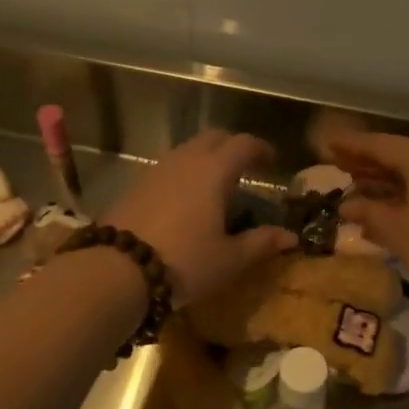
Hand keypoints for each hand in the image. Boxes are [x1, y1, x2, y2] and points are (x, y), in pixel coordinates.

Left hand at [107, 131, 296, 305]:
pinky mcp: (135, 184)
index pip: (244, 144)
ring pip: (188, 150)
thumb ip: (261, 242)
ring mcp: (156, 169)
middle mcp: (185, 160)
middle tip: (246, 167)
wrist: (116, 270)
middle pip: (214, 138)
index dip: (261, 148)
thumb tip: (291, 237)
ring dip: (206, 158)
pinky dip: (184, 172)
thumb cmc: (184, 262)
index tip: (272, 161)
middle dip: (233, 146)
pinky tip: (185, 199)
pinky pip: (168, 166)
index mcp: (214, 170)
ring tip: (216, 184)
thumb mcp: (229, 258)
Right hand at [332, 132, 408, 309]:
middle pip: (397, 154)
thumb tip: (347, 206)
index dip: (350, 145)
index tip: (327, 144)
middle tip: (337, 164)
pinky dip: (404, 190)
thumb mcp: (399, 232)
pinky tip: (387, 205)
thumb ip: (370, 214)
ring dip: (385, 178)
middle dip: (366, 161)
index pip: (378, 144)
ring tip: (356, 185)